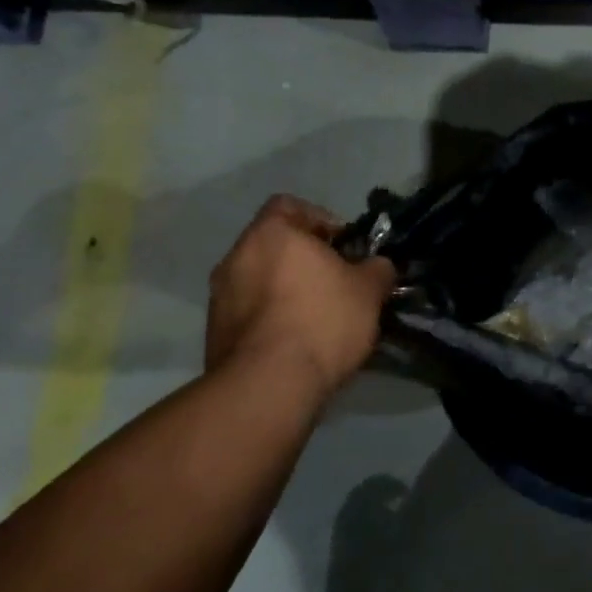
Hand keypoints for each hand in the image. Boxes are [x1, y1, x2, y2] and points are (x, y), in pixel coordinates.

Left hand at [206, 195, 395, 395]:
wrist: (268, 386)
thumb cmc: (322, 320)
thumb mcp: (369, 290)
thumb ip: (377, 268)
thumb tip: (377, 266)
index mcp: (271, 234)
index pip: (290, 205)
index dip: (321, 220)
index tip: (344, 248)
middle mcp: (236, 257)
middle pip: (275, 245)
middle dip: (305, 261)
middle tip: (337, 284)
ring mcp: (219, 297)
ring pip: (261, 280)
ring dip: (287, 291)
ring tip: (318, 319)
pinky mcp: (214, 334)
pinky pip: (250, 313)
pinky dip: (272, 319)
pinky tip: (298, 343)